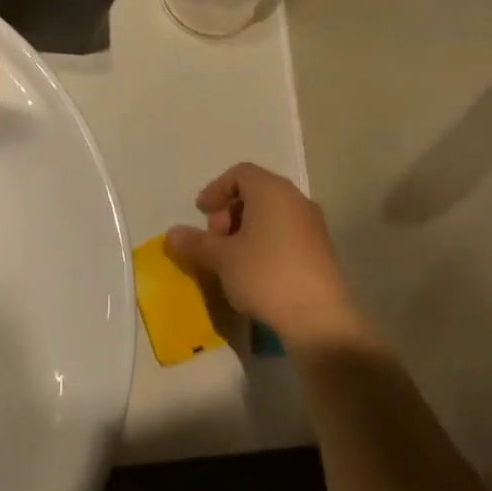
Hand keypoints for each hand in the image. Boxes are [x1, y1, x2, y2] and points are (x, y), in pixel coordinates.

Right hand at [164, 163, 367, 350]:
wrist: (318, 317)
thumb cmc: (265, 274)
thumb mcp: (221, 259)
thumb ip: (195, 243)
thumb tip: (171, 235)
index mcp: (272, 191)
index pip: (240, 173)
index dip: (216, 190)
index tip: (201, 213)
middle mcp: (296, 200)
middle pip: (256, 192)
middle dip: (229, 212)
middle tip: (215, 240)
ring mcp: (312, 225)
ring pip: (272, 214)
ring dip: (246, 229)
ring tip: (231, 259)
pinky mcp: (320, 250)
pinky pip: (286, 233)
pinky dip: (265, 242)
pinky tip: (254, 272)